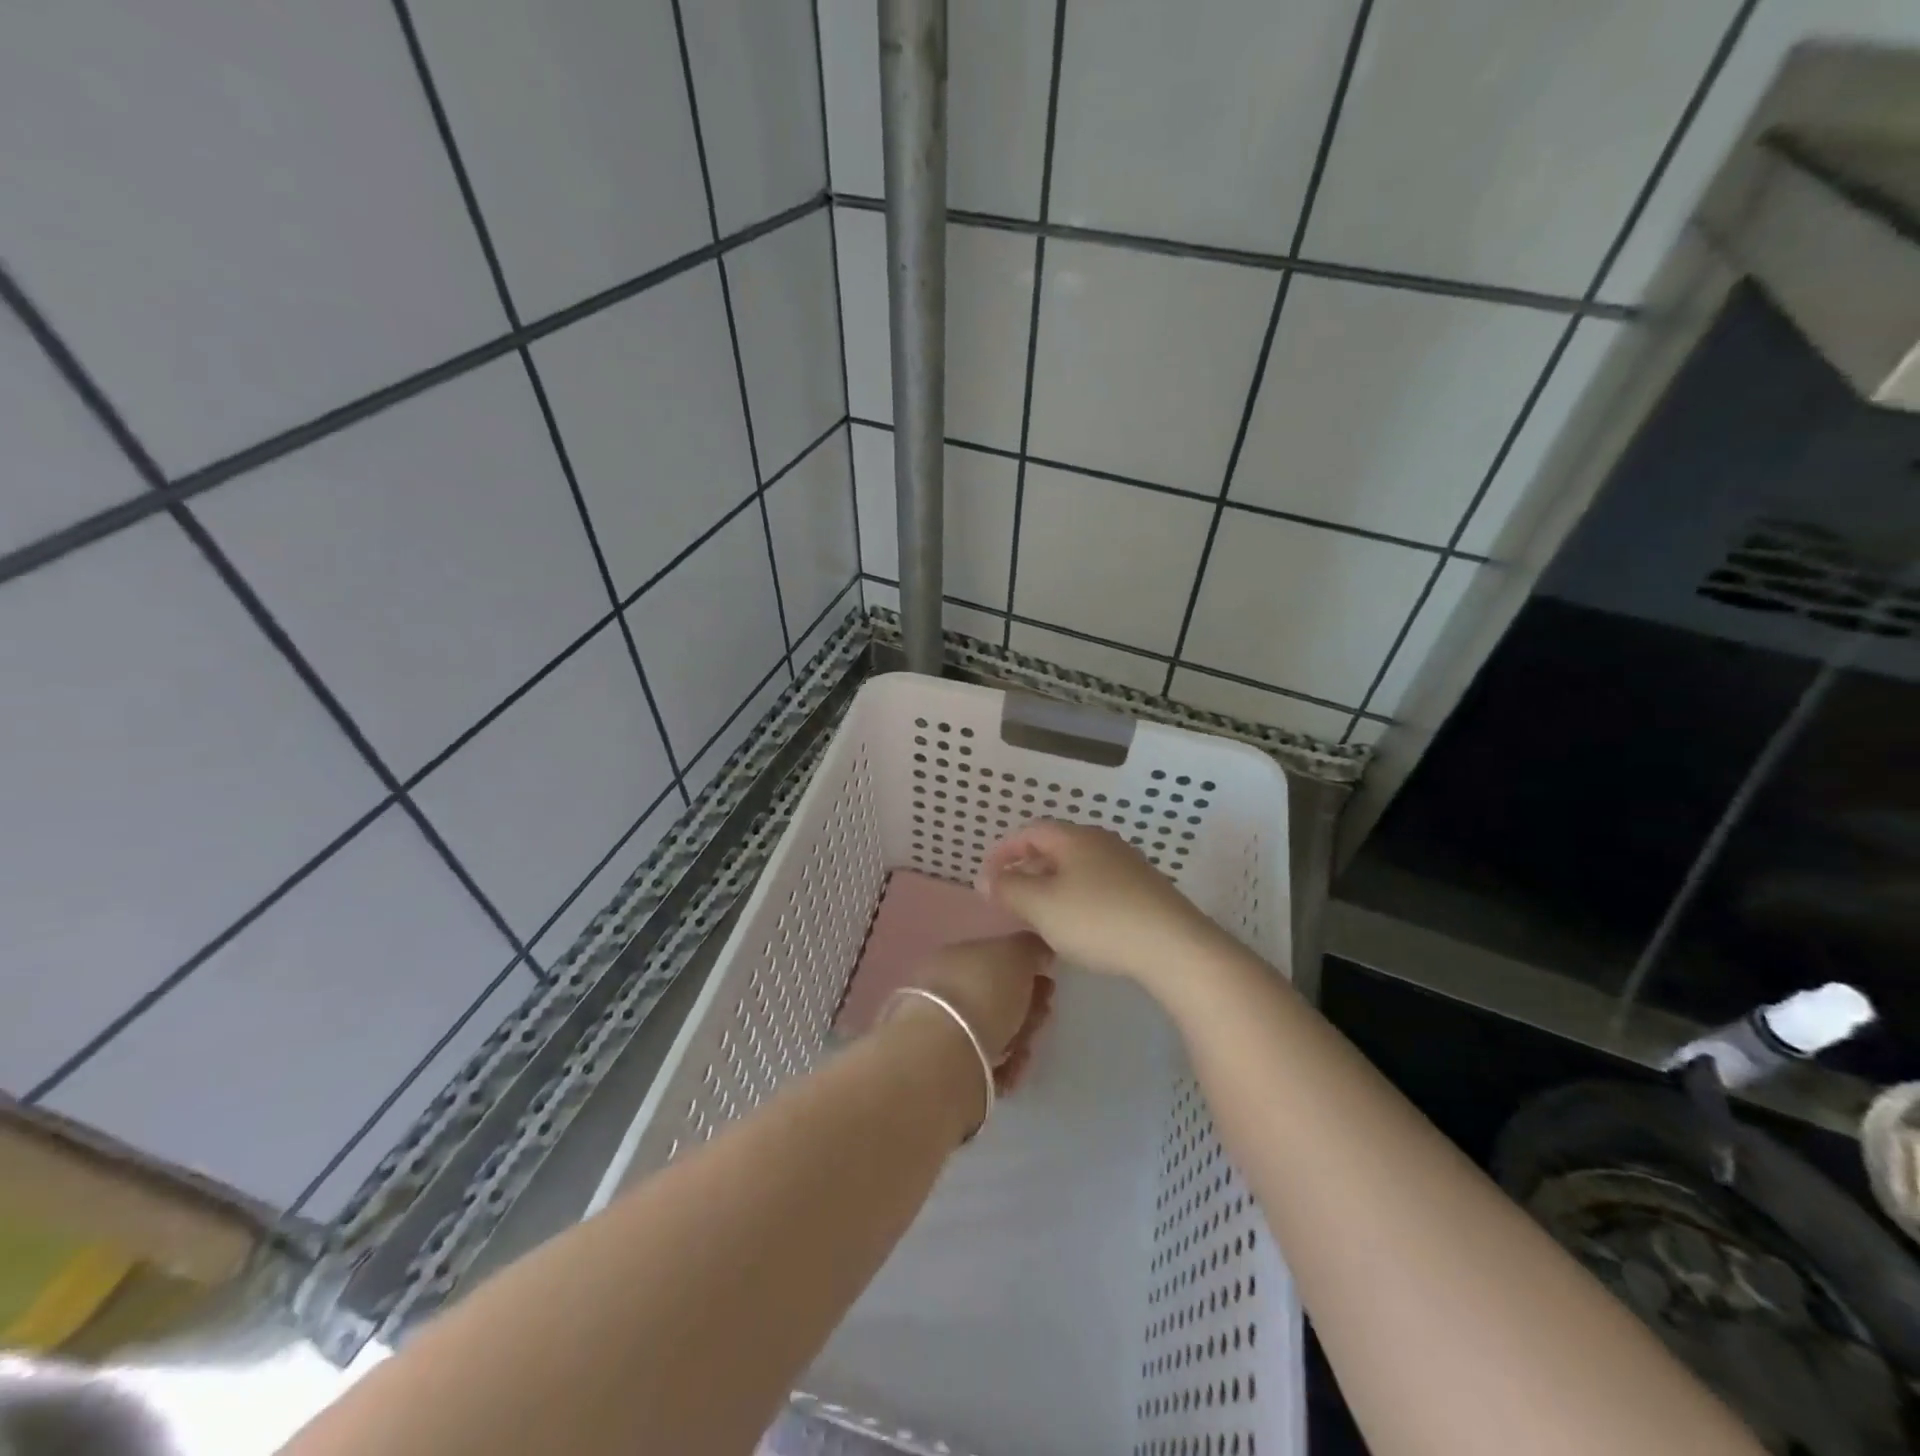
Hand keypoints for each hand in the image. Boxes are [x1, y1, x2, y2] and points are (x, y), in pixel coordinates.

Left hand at [903, 933, 1055, 1091]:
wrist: (945, 1054)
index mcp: (955, 957)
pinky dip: (1005, 1068)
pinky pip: (988, 1066)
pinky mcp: (950, 1070)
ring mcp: (945, 1031)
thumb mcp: (1014, 954)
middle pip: (997, 998)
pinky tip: (1011, 1070)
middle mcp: (945, 991)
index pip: (996, 961)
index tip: (1048, 983)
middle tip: (1040, 1017)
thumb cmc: (982, 992)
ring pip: (995, 1033)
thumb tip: (1040, 953)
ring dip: (1019, 1039)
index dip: (1027, 972)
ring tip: (1023, 1050)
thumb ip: (1031, 949)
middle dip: (1027, 1009)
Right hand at [976, 821, 1222, 985]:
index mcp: (1074, 838)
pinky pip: (1099, 885)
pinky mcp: (1145, 889)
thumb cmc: (1098, 920)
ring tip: (1040, 915)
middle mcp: (1102, 841)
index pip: (1030, 832)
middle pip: (1055, 847)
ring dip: (1053, 885)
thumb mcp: (1041, 906)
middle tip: (1011, 897)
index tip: (988, 878)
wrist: (1173, 946)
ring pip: (1078, 867)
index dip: (1004, 852)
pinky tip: (1078, 926)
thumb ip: (1008, 889)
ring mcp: (1128, 864)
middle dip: (1028, 869)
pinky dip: (1078, 898)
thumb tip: (987, 879)